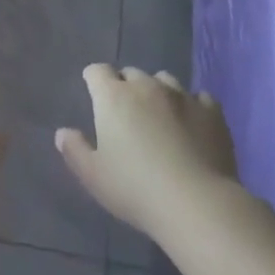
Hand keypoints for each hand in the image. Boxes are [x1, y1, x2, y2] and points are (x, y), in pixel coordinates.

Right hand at [56, 65, 239, 237]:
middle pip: (131, 73)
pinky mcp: (211, 111)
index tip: (94, 94)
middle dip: (125, 87)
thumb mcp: (94, 176)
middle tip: (126, 114)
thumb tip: (63, 132)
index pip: (97, 71)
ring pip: (164, 80)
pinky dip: (192, 105)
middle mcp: (147, 86)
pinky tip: (192, 123)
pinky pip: (199, 97)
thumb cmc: (135, 189)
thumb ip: (75, 150)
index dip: (94, 80)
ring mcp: (182, 95)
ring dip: (158, 91)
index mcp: (114, 97)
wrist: (196, 203)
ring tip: (160, 115)